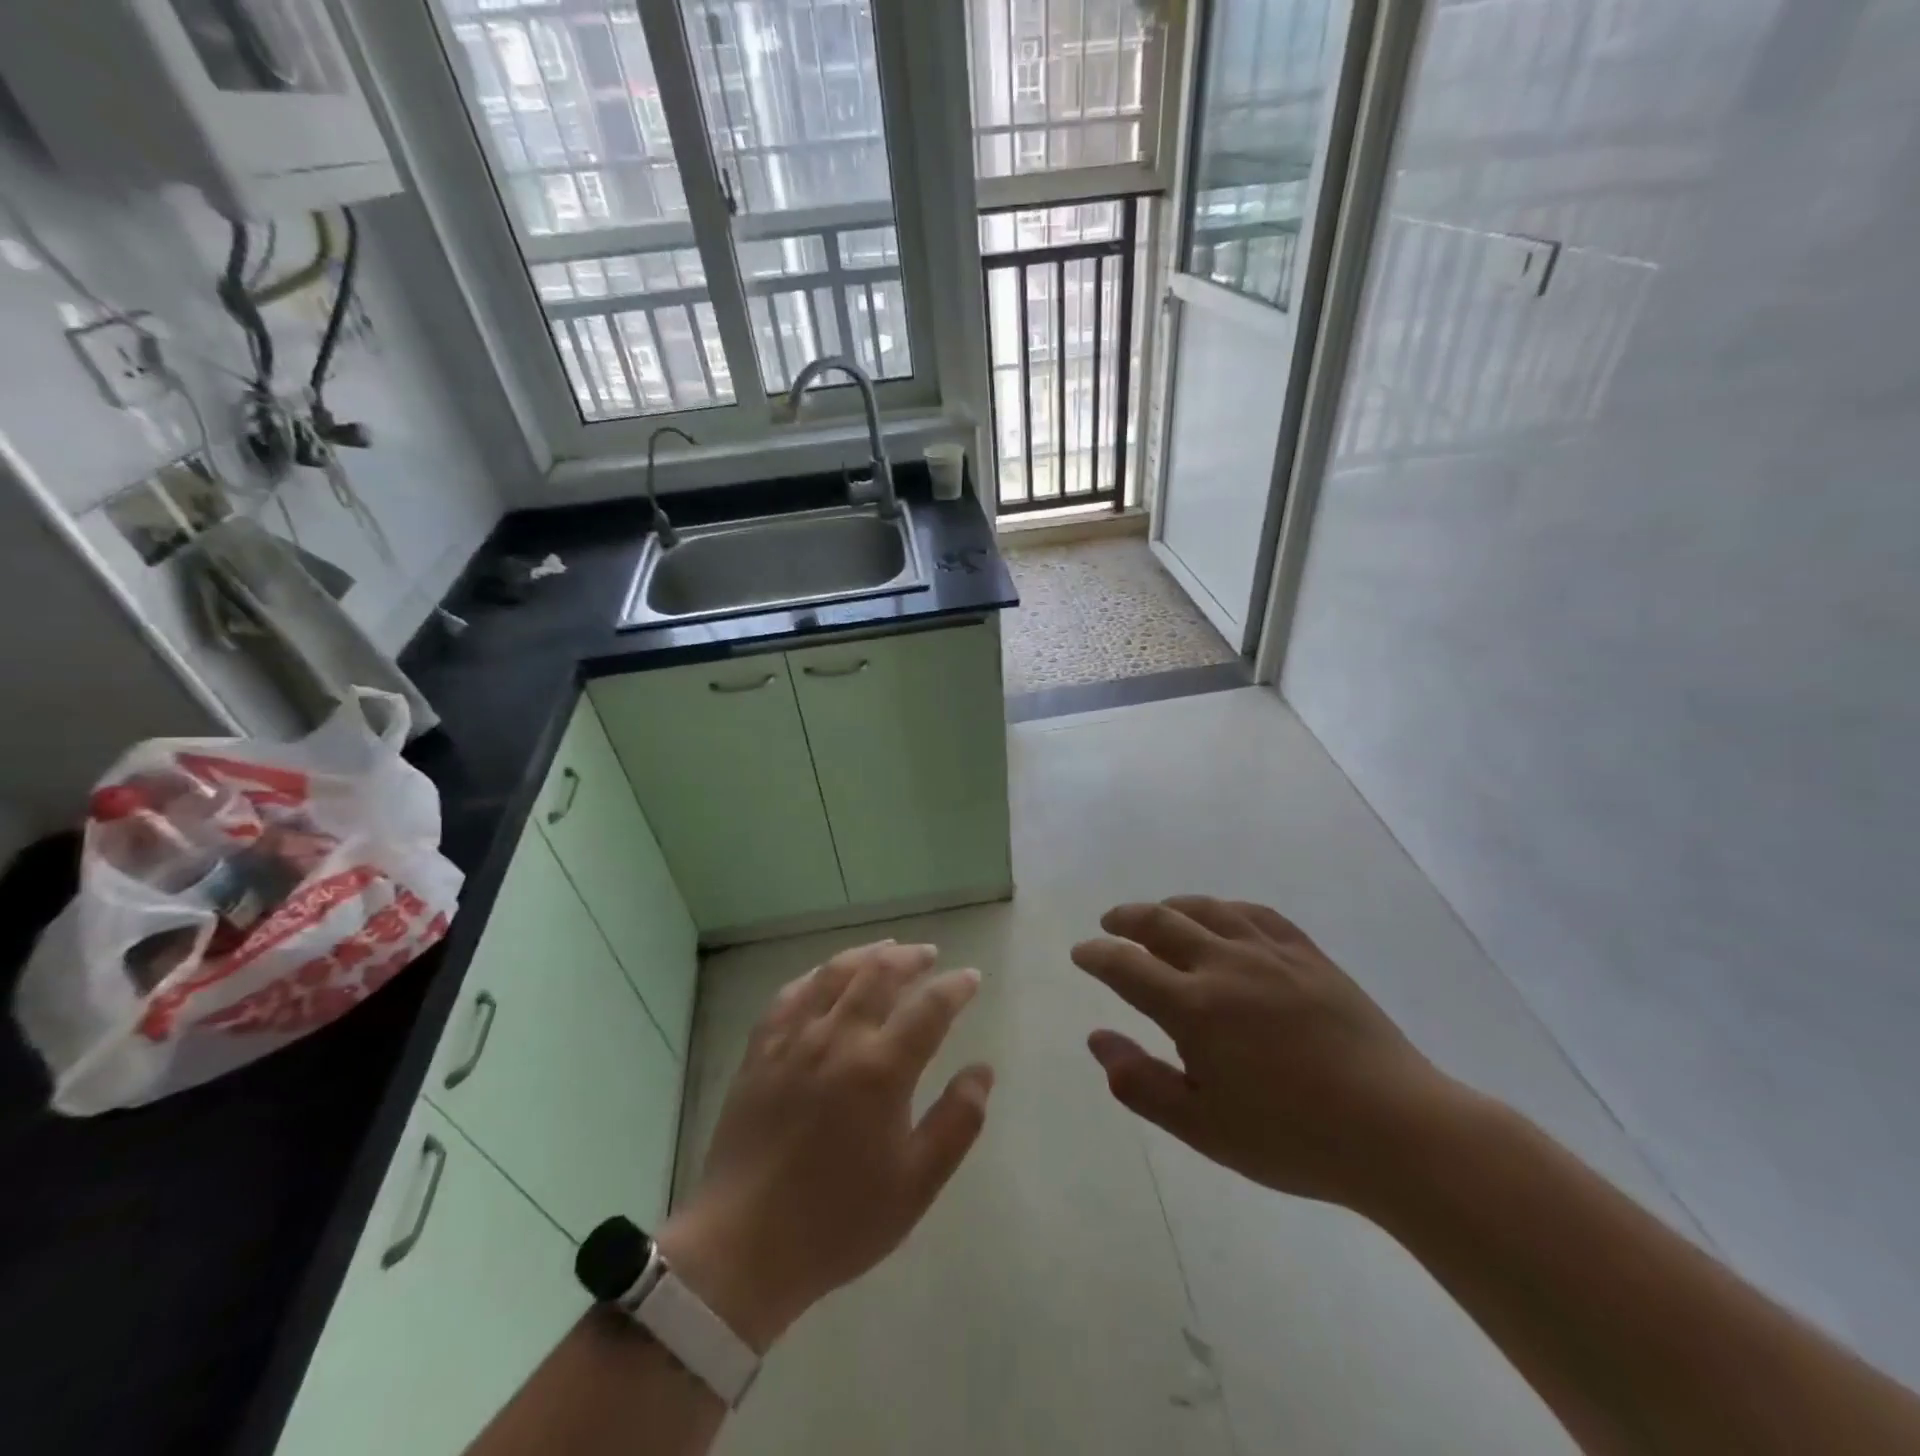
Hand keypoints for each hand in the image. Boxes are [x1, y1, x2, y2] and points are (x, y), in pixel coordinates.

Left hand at [658, 941, 992, 1351]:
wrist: (743, 1246)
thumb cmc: (839, 1220)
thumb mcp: (916, 1184)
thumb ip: (958, 1122)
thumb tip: (983, 1069)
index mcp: (881, 1070)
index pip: (930, 1008)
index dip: (955, 987)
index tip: (970, 978)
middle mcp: (838, 1039)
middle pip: (879, 974)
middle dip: (911, 958)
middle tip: (930, 955)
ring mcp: (793, 1040)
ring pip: (835, 973)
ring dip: (867, 954)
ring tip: (887, 950)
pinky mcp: (760, 1050)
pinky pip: (790, 994)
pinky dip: (816, 976)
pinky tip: (825, 976)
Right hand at [1073, 897, 1462, 1211]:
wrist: (1396, 1130)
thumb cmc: (1291, 1138)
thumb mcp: (1202, 1127)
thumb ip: (1140, 1082)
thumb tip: (1096, 1039)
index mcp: (1194, 1008)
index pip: (1127, 967)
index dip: (1097, 956)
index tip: (1081, 953)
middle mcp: (1225, 965)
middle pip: (1161, 923)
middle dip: (1127, 919)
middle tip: (1110, 923)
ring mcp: (1270, 954)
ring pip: (1207, 910)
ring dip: (1172, 906)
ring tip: (1158, 913)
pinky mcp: (1308, 955)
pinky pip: (1257, 914)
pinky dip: (1226, 909)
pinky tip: (1224, 917)